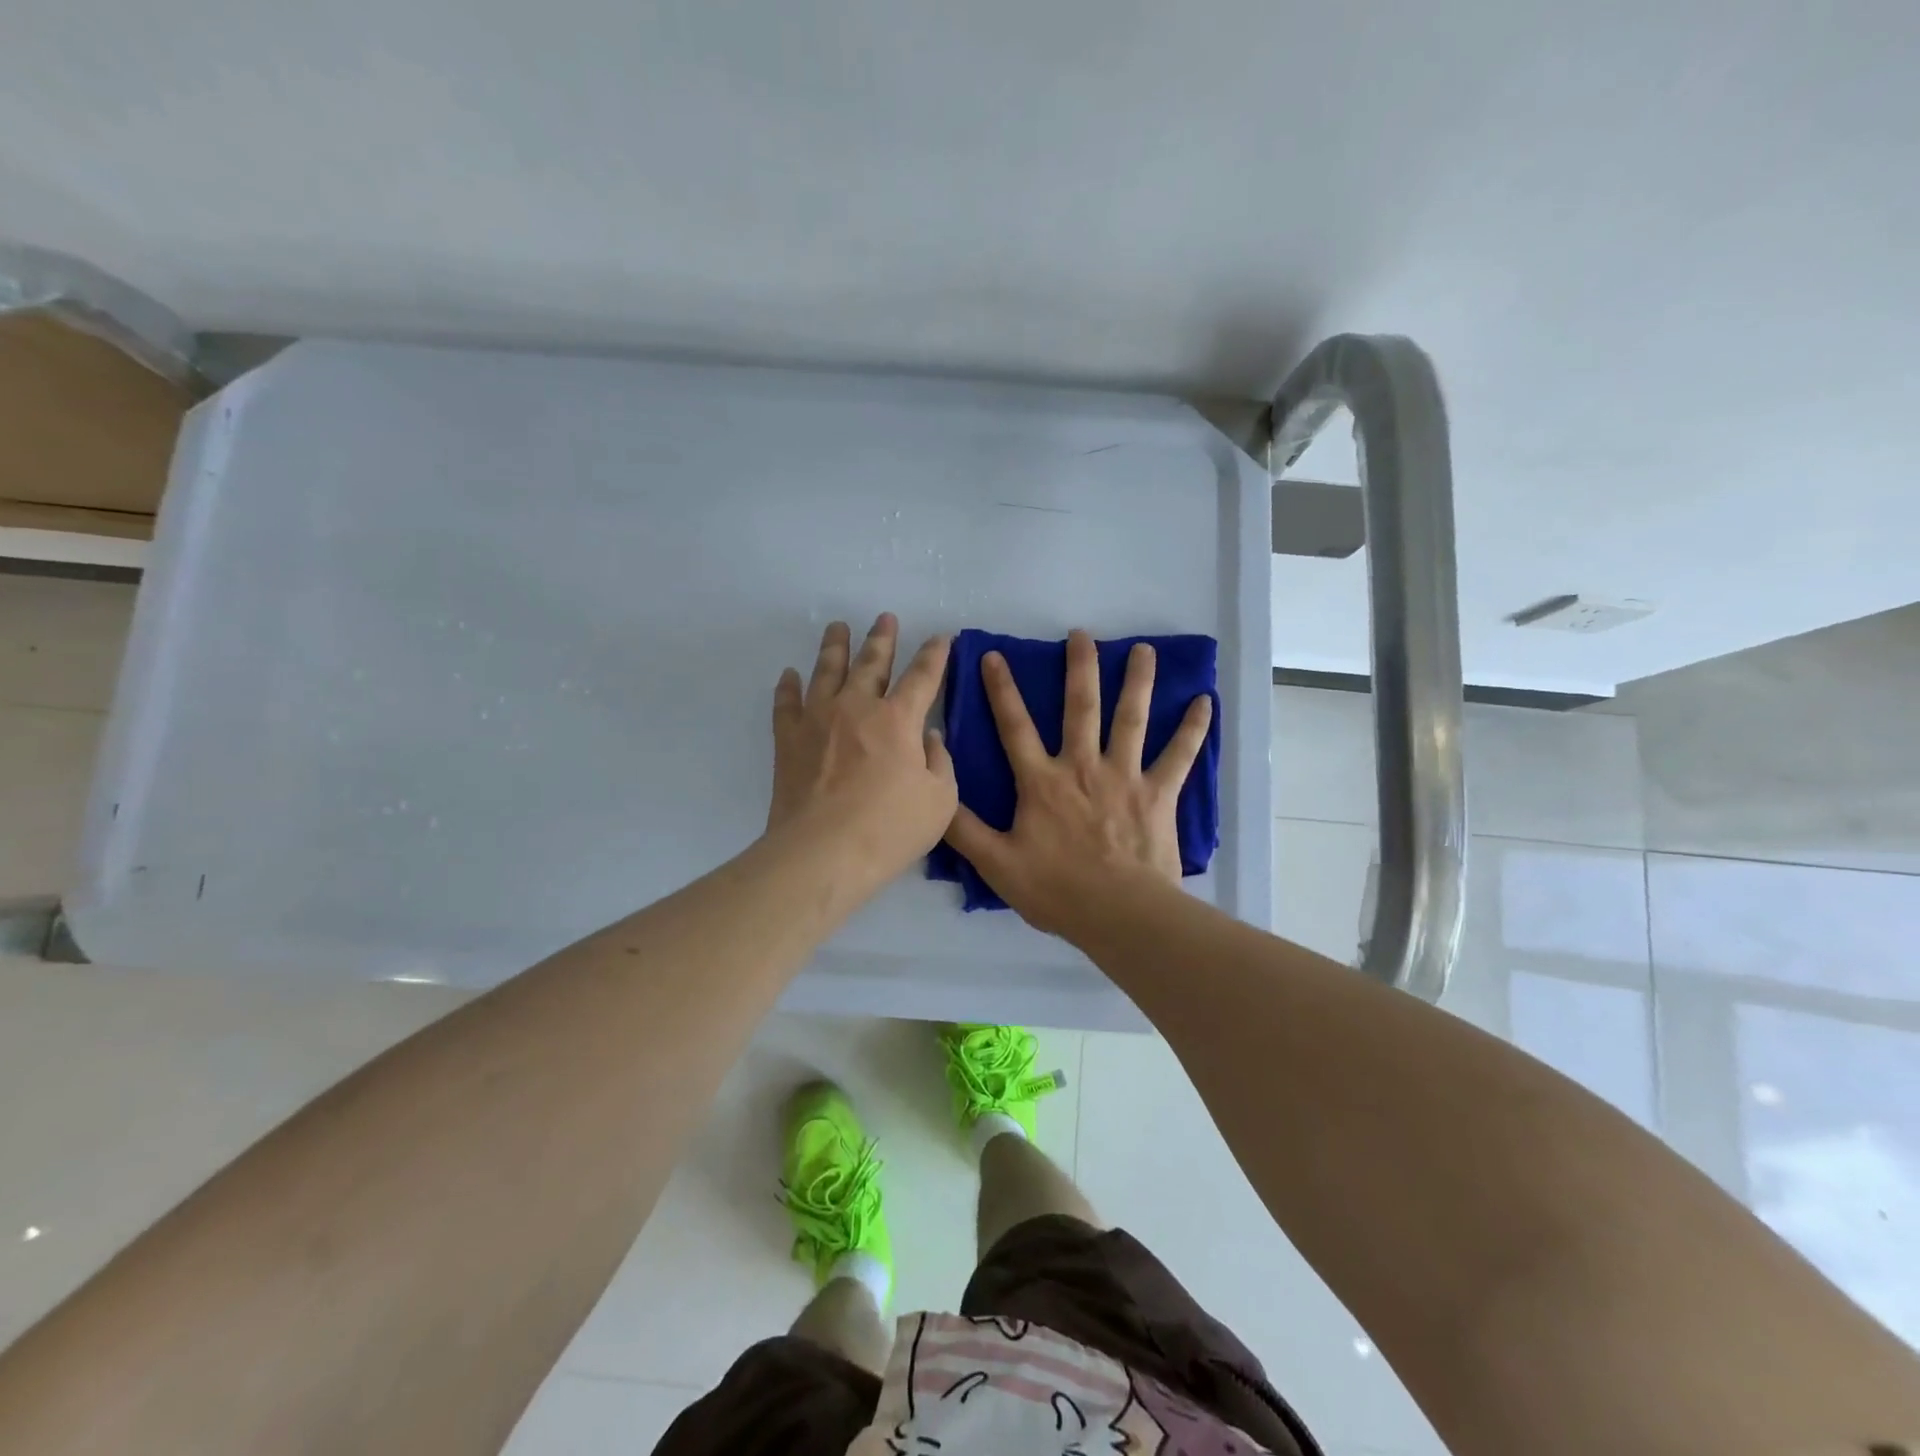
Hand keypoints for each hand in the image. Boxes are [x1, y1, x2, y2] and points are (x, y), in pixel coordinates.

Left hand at [768, 614, 956, 885]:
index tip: (942, 637)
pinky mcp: (788, 739)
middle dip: (882, 638)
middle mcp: (857, 706)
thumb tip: (930, 736)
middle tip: (885, 617)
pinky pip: (786, 703)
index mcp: (899, 719)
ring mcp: (818, 719)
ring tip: (837, 627)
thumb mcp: (940, 801)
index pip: (923, 676)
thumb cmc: (889, 829)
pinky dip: (788, 687)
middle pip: (871, 662)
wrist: (823, 852)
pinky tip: (789, 675)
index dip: (936, 654)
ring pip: (826, 670)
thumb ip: (940, 762)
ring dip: (834, 646)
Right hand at [945, 629, 1211, 939]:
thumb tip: (936, 793)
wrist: (1119, 913)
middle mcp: (1083, 766)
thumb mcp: (996, 863)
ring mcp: (1125, 776)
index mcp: (1042, 781)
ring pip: (1131, 718)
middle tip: (1081, 633)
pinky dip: (1193, 728)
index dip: (1001, 690)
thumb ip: (963, 829)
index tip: (994, 656)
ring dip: (1138, 681)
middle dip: (1079, 668)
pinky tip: (1206, 702)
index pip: (1015, 726)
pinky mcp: (1159, 793)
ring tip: (1144, 649)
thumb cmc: (1056, 890)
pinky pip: (1180, 755)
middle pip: (1080, 707)